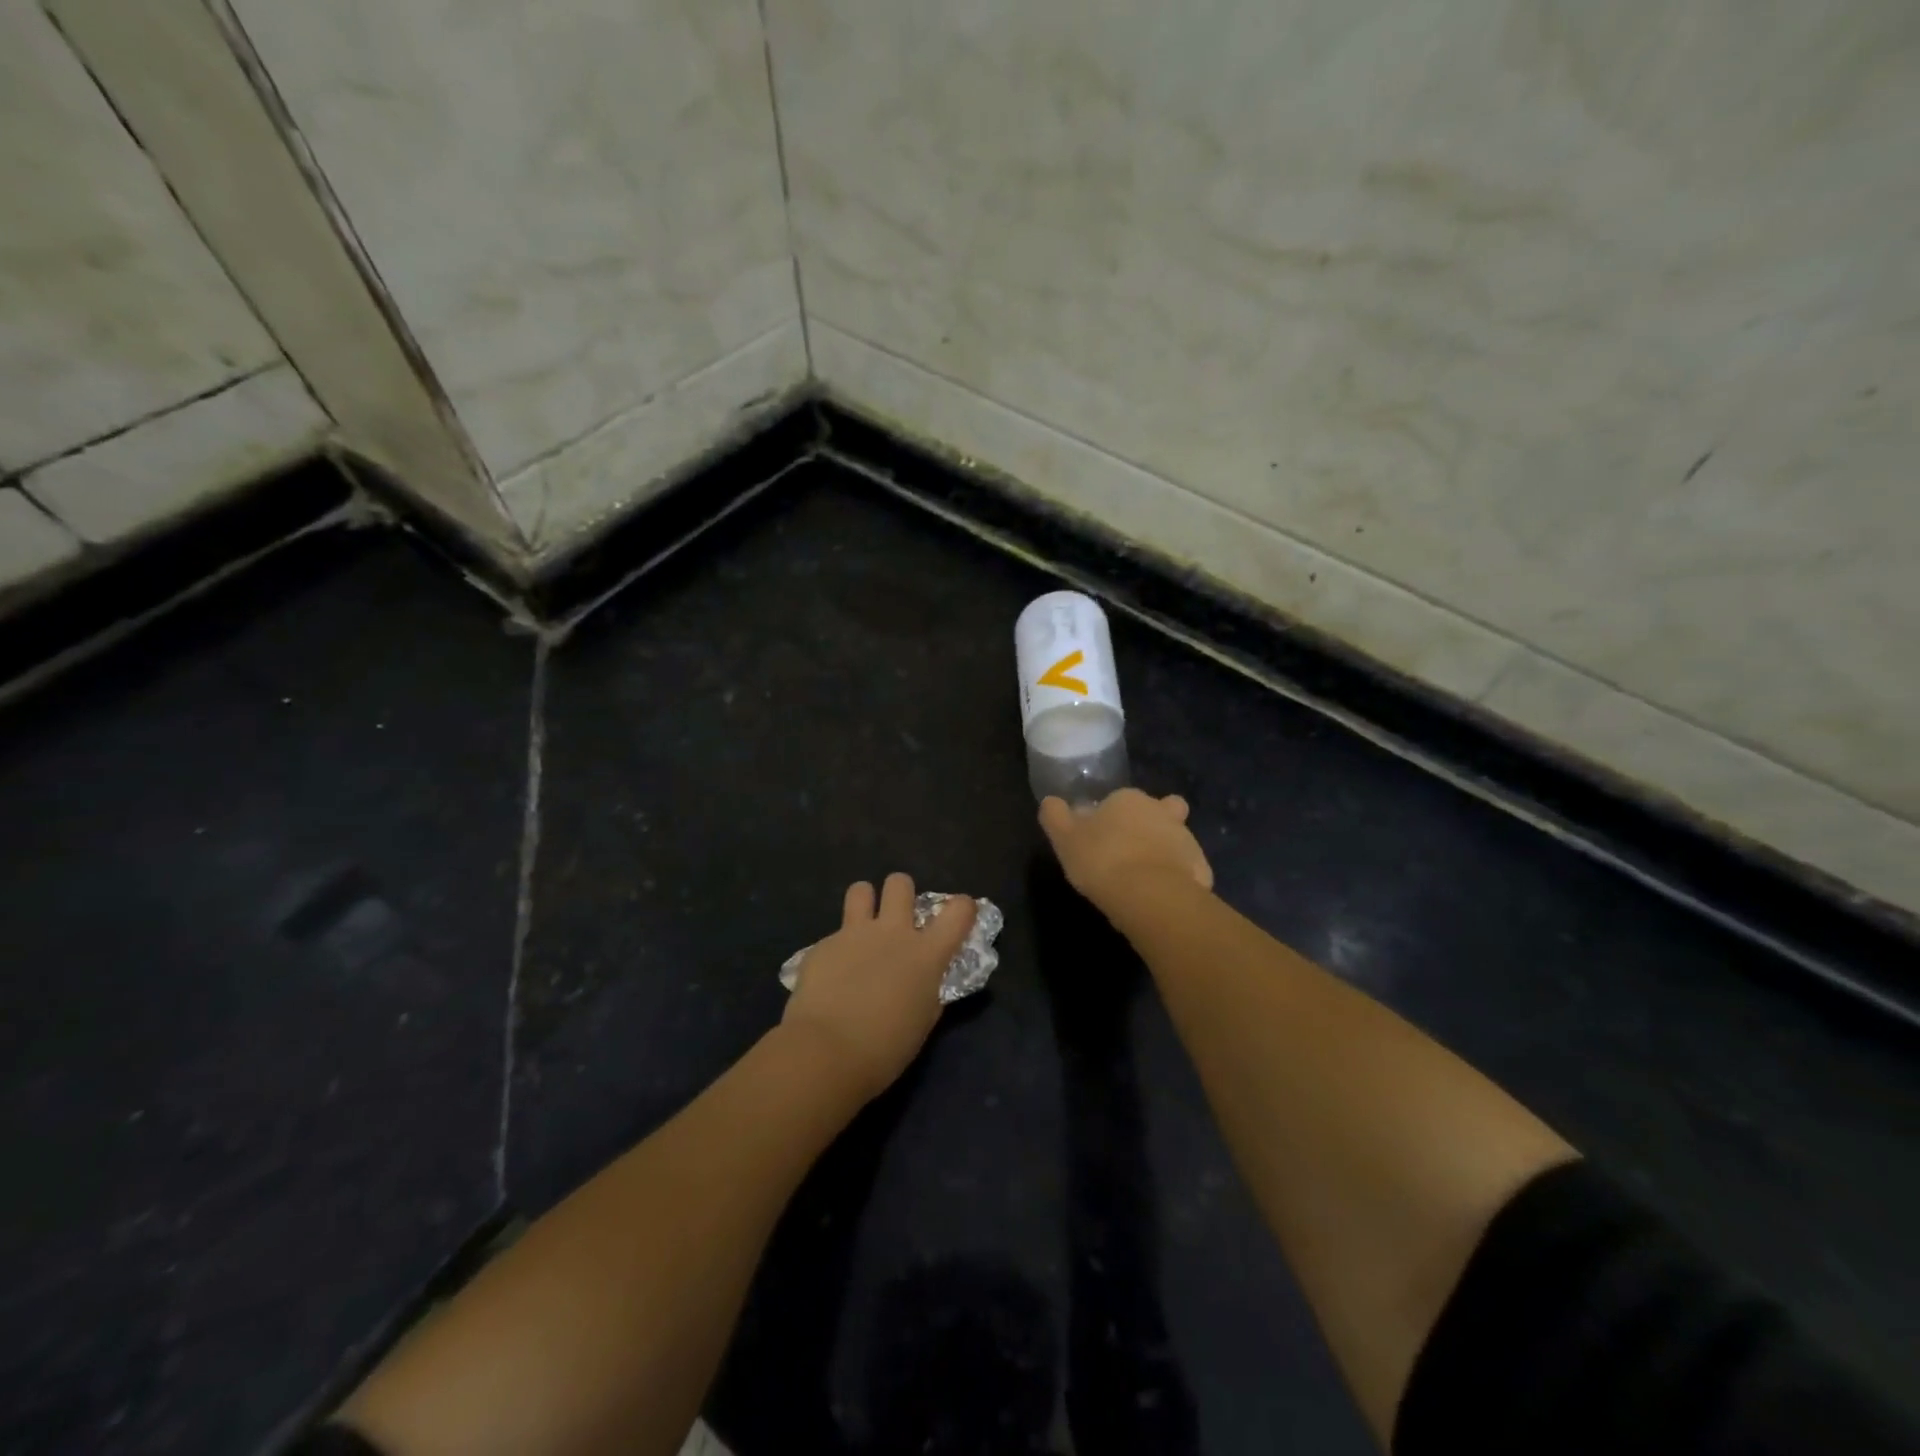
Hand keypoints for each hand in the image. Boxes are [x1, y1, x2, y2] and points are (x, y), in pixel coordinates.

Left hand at [780, 873, 976, 1101]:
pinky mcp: (822, 945)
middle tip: (898, 919)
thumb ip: (927, 991)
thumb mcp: (922, 1020)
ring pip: (861, 890)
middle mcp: (892, 932)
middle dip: (901, 893)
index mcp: (926, 954)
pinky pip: (834, 936)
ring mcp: (854, 934)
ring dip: (865, 903)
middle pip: (900, 883)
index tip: (958, 916)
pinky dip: (836, 950)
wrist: (826, 1052)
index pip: (959, 911)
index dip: (963, 908)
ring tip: (862, 929)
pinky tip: (831, 977)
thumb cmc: (885, 1048)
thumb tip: (924, 982)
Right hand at [1039, 788, 1213, 908]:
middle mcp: (1161, 811)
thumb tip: (1050, 801)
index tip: (1100, 840)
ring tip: (1143, 880)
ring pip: (1174, 839)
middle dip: (1147, 826)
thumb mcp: (1064, 838)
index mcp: (1128, 799)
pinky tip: (1161, 896)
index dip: (1110, 818)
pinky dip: (1177, 878)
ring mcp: (1186, 839)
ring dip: (1163, 852)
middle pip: (1156, 811)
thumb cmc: (1102, 860)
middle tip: (1128, 854)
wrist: (1150, 896)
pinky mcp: (1201, 868)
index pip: (1119, 800)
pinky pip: (1186, 869)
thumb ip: (1055, 816)